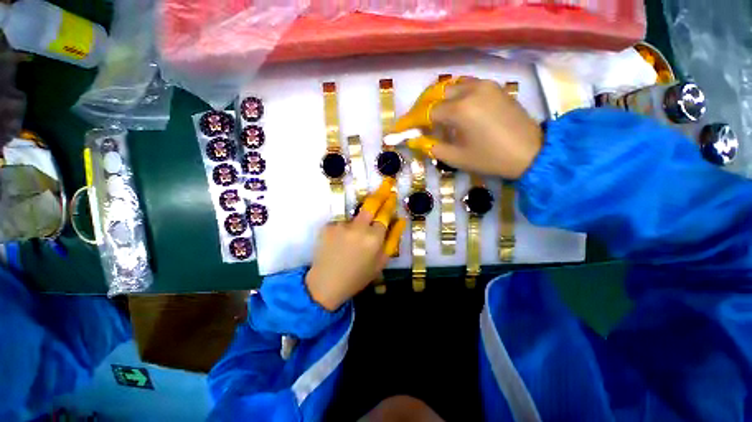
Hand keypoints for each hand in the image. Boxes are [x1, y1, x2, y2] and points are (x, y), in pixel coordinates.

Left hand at [305, 180, 406, 310]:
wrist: (326, 284)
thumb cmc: (358, 276)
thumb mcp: (381, 262)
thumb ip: (393, 239)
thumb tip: (401, 220)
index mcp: (374, 238)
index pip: (385, 214)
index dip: (390, 203)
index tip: (393, 194)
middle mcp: (358, 228)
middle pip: (371, 204)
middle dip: (381, 192)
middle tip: (387, 183)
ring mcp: (341, 225)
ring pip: (356, 216)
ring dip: (358, 223)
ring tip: (351, 243)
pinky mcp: (328, 226)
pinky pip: (342, 223)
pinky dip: (344, 230)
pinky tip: (340, 244)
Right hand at [394, 78, 542, 178]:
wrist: (530, 152)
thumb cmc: (490, 159)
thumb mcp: (456, 157)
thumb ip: (432, 147)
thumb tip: (414, 141)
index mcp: (460, 110)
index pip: (427, 112)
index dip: (411, 121)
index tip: (400, 129)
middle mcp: (470, 90)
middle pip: (436, 94)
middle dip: (422, 108)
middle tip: (415, 124)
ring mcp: (484, 85)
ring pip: (451, 86)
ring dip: (438, 100)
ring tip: (433, 116)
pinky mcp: (494, 87)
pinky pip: (466, 86)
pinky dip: (454, 95)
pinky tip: (454, 109)